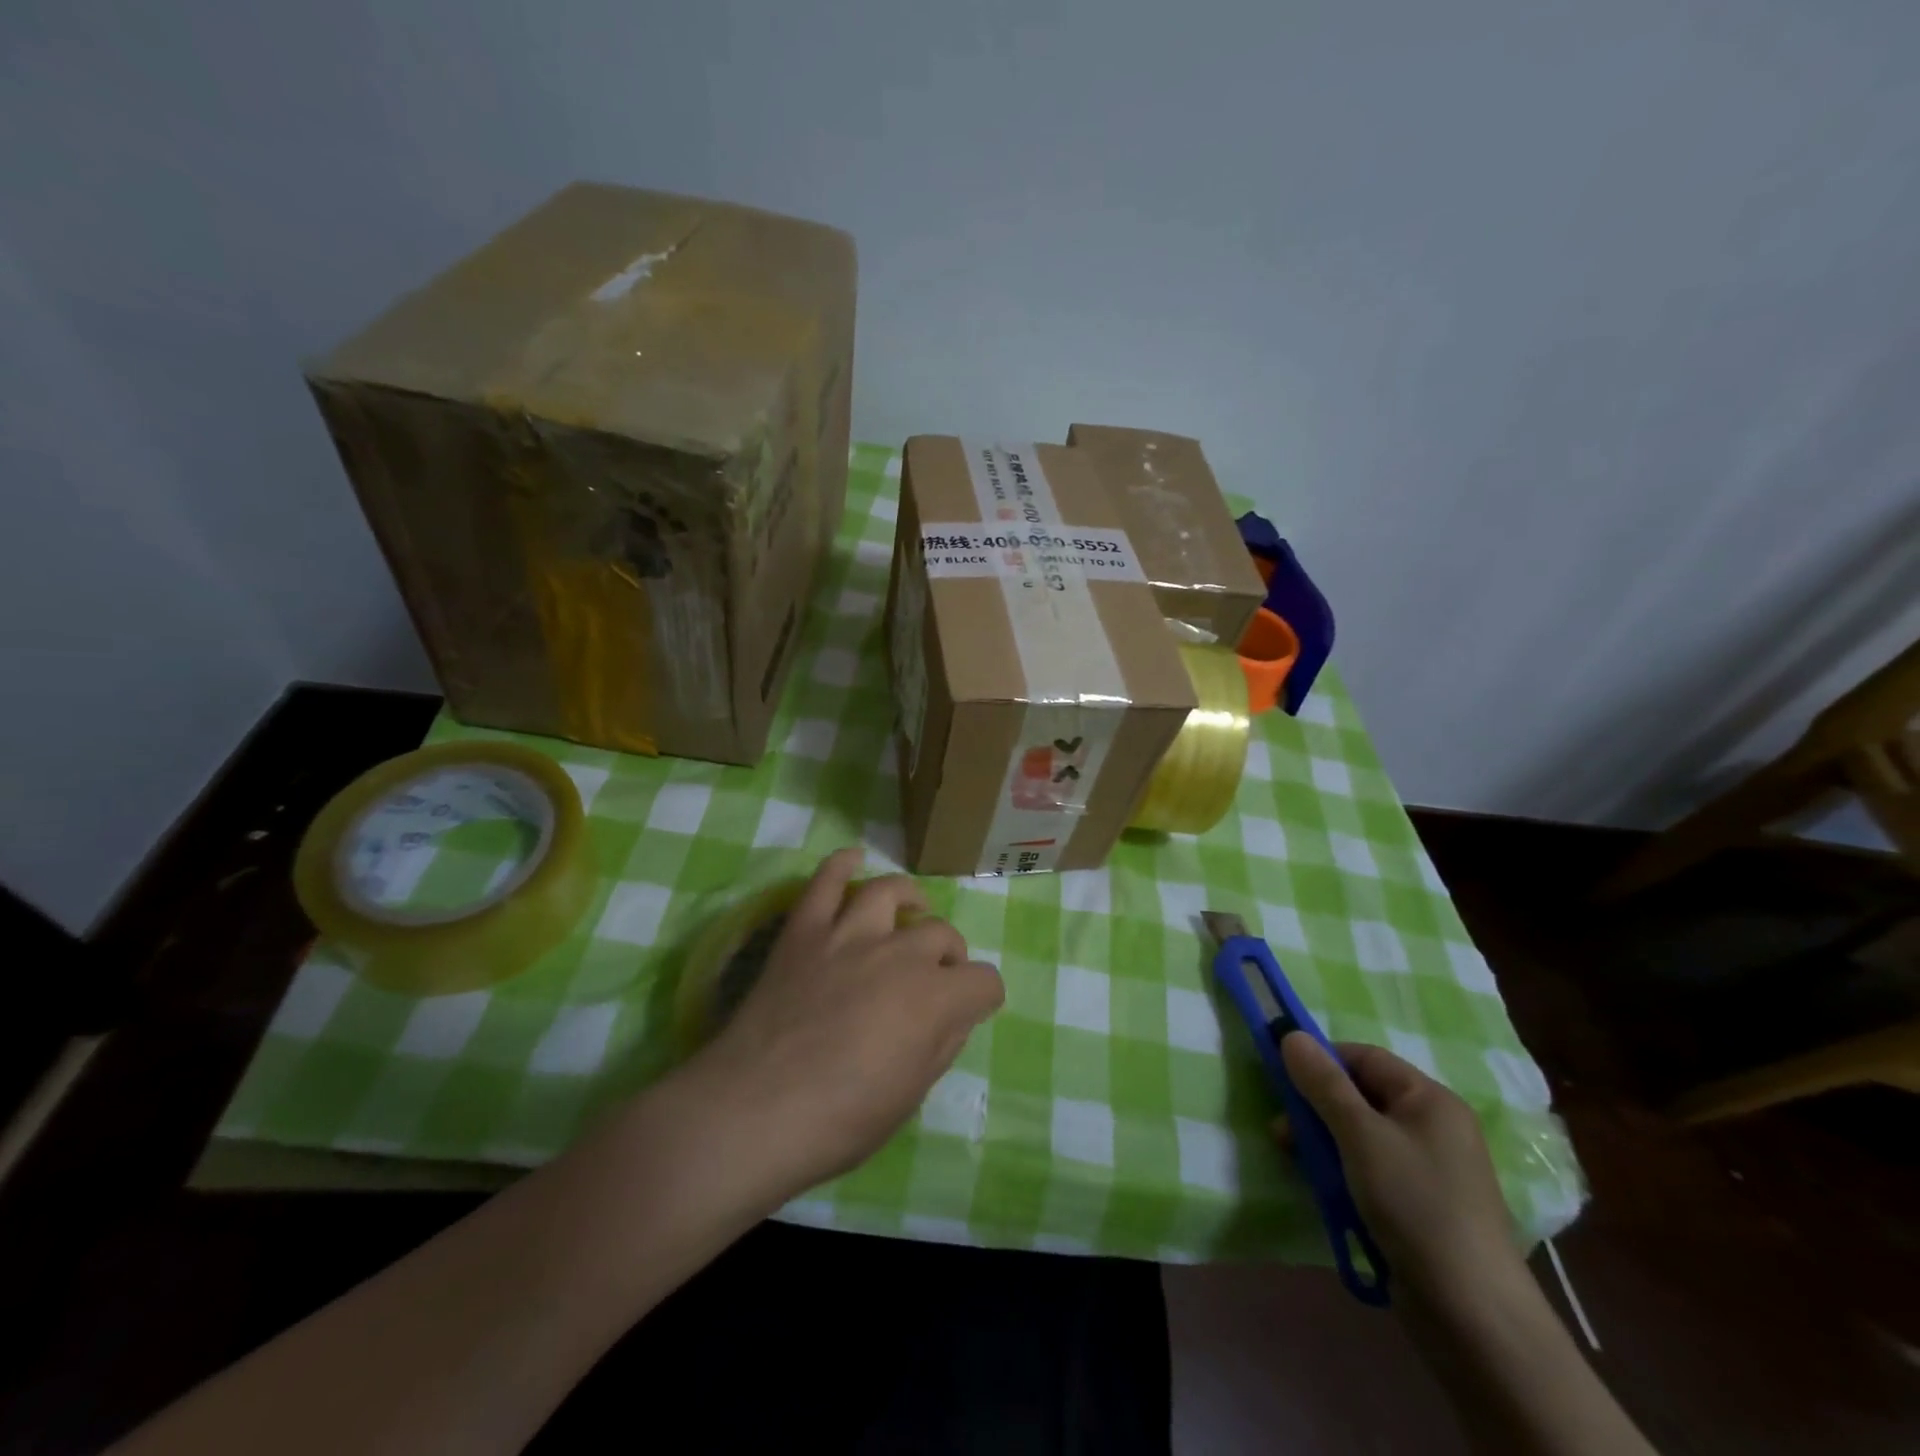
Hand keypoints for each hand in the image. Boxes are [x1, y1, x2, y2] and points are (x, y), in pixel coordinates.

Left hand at [688, 848, 1003, 1197]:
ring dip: (909, 899)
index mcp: (934, 999)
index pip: (984, 982)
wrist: (754, 1110)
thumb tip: (954, 1015)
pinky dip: (841, 864)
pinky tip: (853, 859)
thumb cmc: (838, 1120)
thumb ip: (941, 1046)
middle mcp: (899, 954)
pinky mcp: (804, 930)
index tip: (970, 1010)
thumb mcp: (908, 1098)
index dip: (983, 997)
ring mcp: (848, 934)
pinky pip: (825, 881)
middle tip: (933, 978)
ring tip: (911, 910)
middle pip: (942, 933)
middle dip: (949, 956)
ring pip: (889, 892)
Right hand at [1278, 1034, 1523, 1307]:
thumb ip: (1323, 1083)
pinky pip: (1371, 1169)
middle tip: (1282, 1131)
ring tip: (1295, 1161)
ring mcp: (1428, 1168)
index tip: (1283, 1082)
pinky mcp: (1420, 1205)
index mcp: (1430, 1098)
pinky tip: (1324, 1189)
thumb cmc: (1416, 1204)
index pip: (1364, 1057)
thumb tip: (1291, 1034)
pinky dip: (1343, 1172)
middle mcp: (1433, 1126)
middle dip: (1316, 1107)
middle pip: (1360, 1096)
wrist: (1473, 1316)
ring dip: (1323, 1142)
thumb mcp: (1360, 1135)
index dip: (1322, 1062)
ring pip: (1361, 1135)